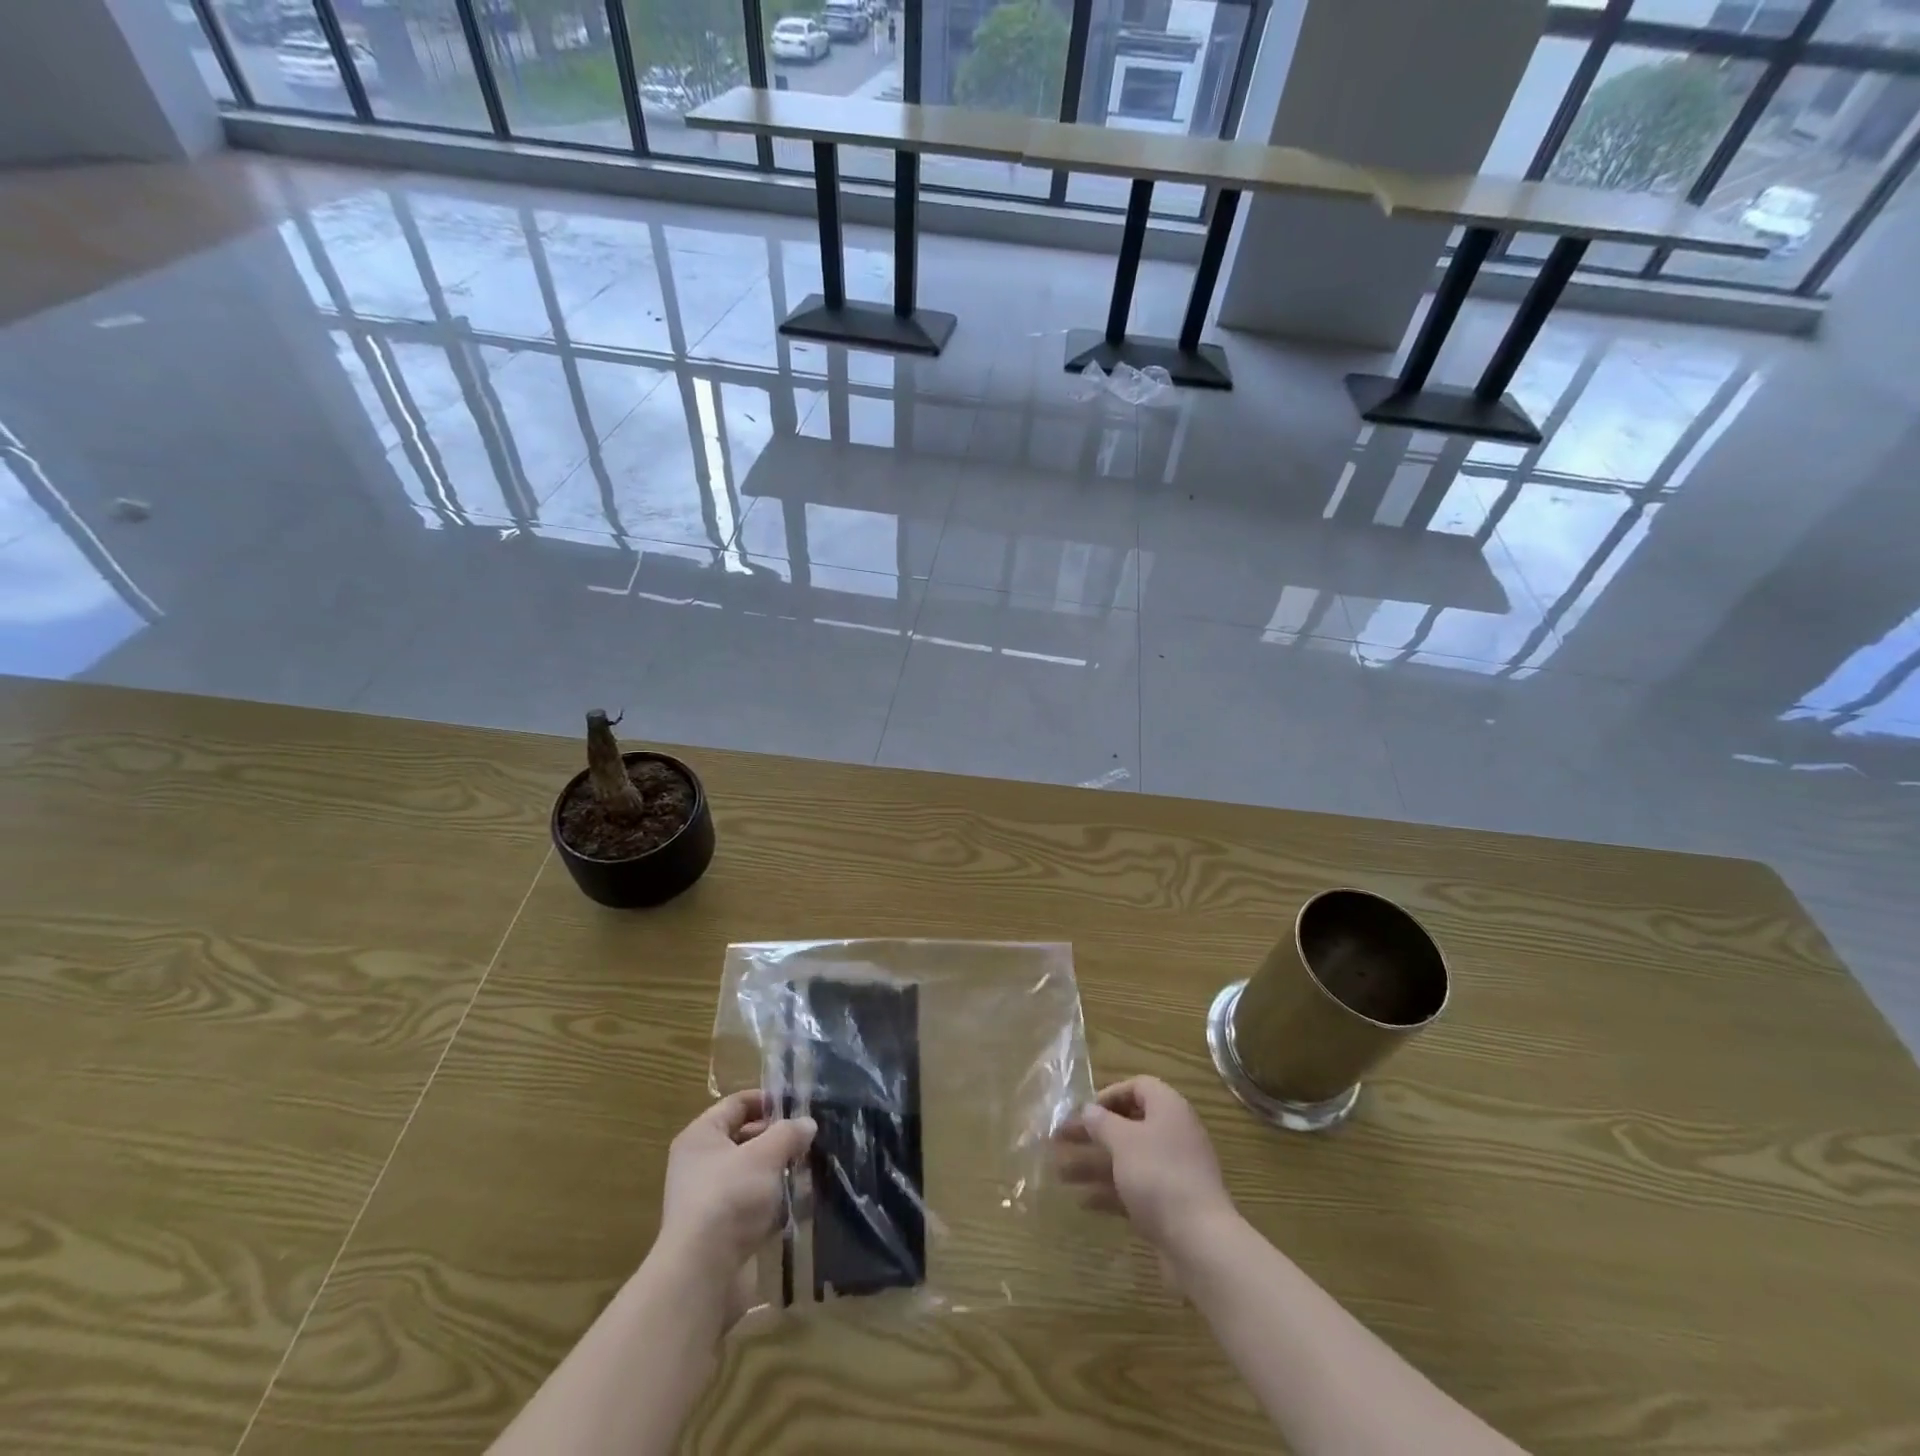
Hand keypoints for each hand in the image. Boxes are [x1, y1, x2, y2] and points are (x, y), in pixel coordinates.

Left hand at [656, 1090, 815, 1318]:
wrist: (703, 1274)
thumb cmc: (730, 1197)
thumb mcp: (766, 1154)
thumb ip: (788, 1133)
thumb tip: (806, 1124)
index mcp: (701, 1136)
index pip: (737, 1104)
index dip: (768, 1101)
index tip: (800, 1106)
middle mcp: (699, 1164)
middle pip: (743, 1138)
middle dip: (776, 1138)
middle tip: (808, 1139)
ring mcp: (707, 1199)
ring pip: (749, 1173)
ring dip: (776, 1172)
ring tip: (808, 1169)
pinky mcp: (719, 1231)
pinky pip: (750, 1205)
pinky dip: (770, 1203)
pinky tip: (795, 1204)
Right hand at [1055, 1076, 1236, 1256]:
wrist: (1200, 1242)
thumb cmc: (1159, 1176)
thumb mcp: (1123, 1142)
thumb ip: (1102, 1123)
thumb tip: (1089, 1110)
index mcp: (1168, 1109)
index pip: (1138, 1087)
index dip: (1109, 1095)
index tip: (1084, 1111)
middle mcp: (1173, 1135)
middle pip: (1127, 1125)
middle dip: (1092, 1133)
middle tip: (1059, 1138)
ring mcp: (1172, 1172)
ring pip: (1126, 1159)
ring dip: (1093, 1164)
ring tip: (1059, 1173)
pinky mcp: (1169, 1205)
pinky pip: (1134, 1188)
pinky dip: (1109, 1192)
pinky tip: (1082, 1201)